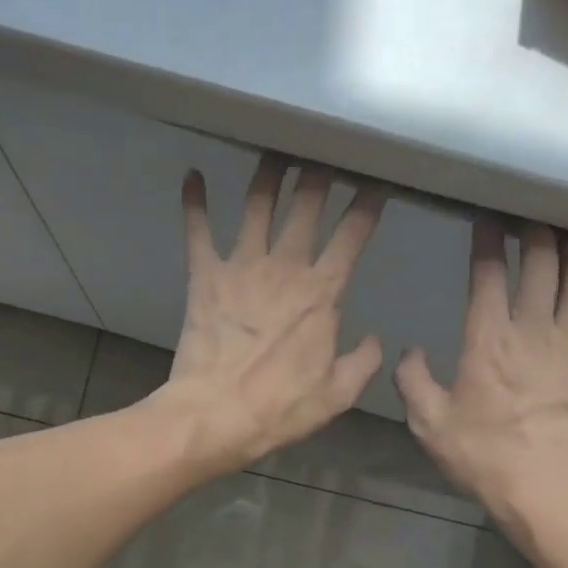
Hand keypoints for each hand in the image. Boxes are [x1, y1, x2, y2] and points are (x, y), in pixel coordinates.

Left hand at [157, 154, 384, 472]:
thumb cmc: (280, 408)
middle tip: (325, 152)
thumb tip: (374, 340)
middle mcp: (284, 267)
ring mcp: (241, 267)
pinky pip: (198, 231)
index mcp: (322, 293)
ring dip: (268, 175)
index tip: (375, 182)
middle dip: (319, 174)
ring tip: (276, 152)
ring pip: (257, 205)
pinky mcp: (204, 276)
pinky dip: (194, 202)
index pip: (352, 235)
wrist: (215, 415)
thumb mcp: (338, 394)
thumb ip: (363, 361)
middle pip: (306, 206)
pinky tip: (192, 175)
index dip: (367, 204)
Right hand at [395, 217, 567, 527]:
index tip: (487, 217)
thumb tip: (411, 351)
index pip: (489, 273)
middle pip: (542, 261)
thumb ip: (413, 380)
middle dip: (536, 229)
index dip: (488, 239)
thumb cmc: (482, 456)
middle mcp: (533, 329)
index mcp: (488, 339)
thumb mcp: (429, 423)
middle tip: (530, 212)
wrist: (543, 489)